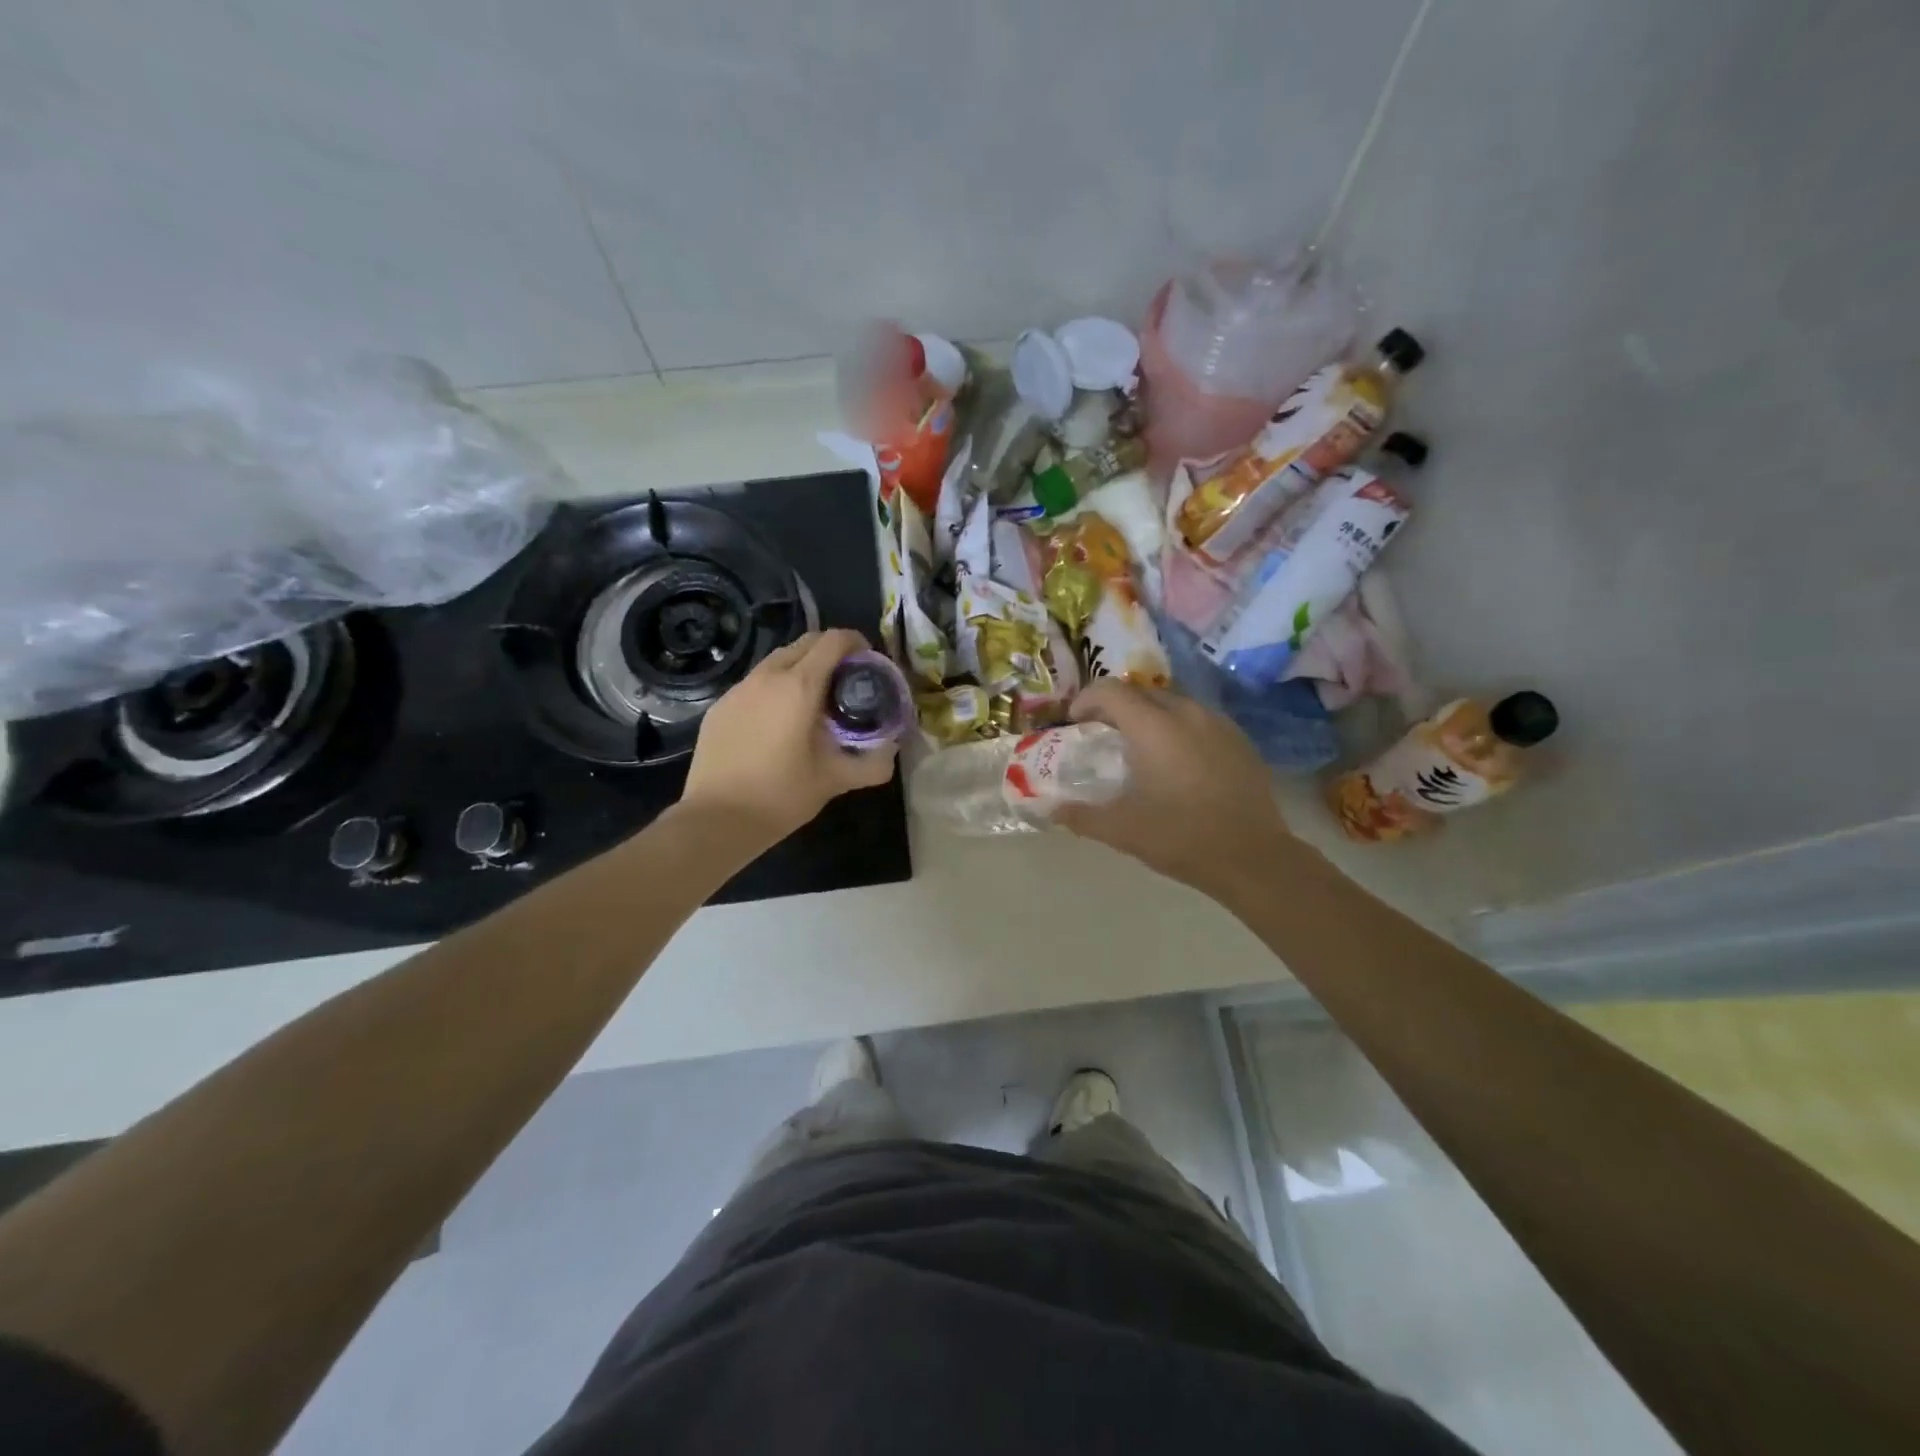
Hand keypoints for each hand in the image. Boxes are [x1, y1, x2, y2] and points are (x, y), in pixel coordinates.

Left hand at [680, 629, 898, 846]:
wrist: (715, 819)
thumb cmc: (780, 796)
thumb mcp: (834, 781)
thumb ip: (871, 764)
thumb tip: (891, 752)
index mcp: (800, 686)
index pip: (833, 641)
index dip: (856, 643)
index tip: (868, 662)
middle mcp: (767, 676)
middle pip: (805, 643)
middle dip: (830, 652)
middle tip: (845, 681)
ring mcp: (738, 689)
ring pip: (777, 661)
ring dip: (801, 668)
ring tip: (813, 701)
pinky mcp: (720, 706)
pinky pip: (755, 683)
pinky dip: (775, 688)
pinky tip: (778, 722)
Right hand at [1054, 680, 1292, 901]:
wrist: (1253, 858)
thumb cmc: (1180, 837)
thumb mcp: (1121, 829)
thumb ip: (1080, 815)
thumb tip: (1050, 810)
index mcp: (1153, 727)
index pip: (1110, 690)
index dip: (1086, 700)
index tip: (1075, 723)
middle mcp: (1187, 713)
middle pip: (1142, 692)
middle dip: (1117, 707)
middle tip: (1103, 736)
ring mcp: (1218, 724)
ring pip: (1174, 703)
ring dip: (1150, 716)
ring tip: (1141, 748)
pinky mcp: (1240, 740)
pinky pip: (1200, 721)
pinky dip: (1179, 729)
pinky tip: (1178, 763)